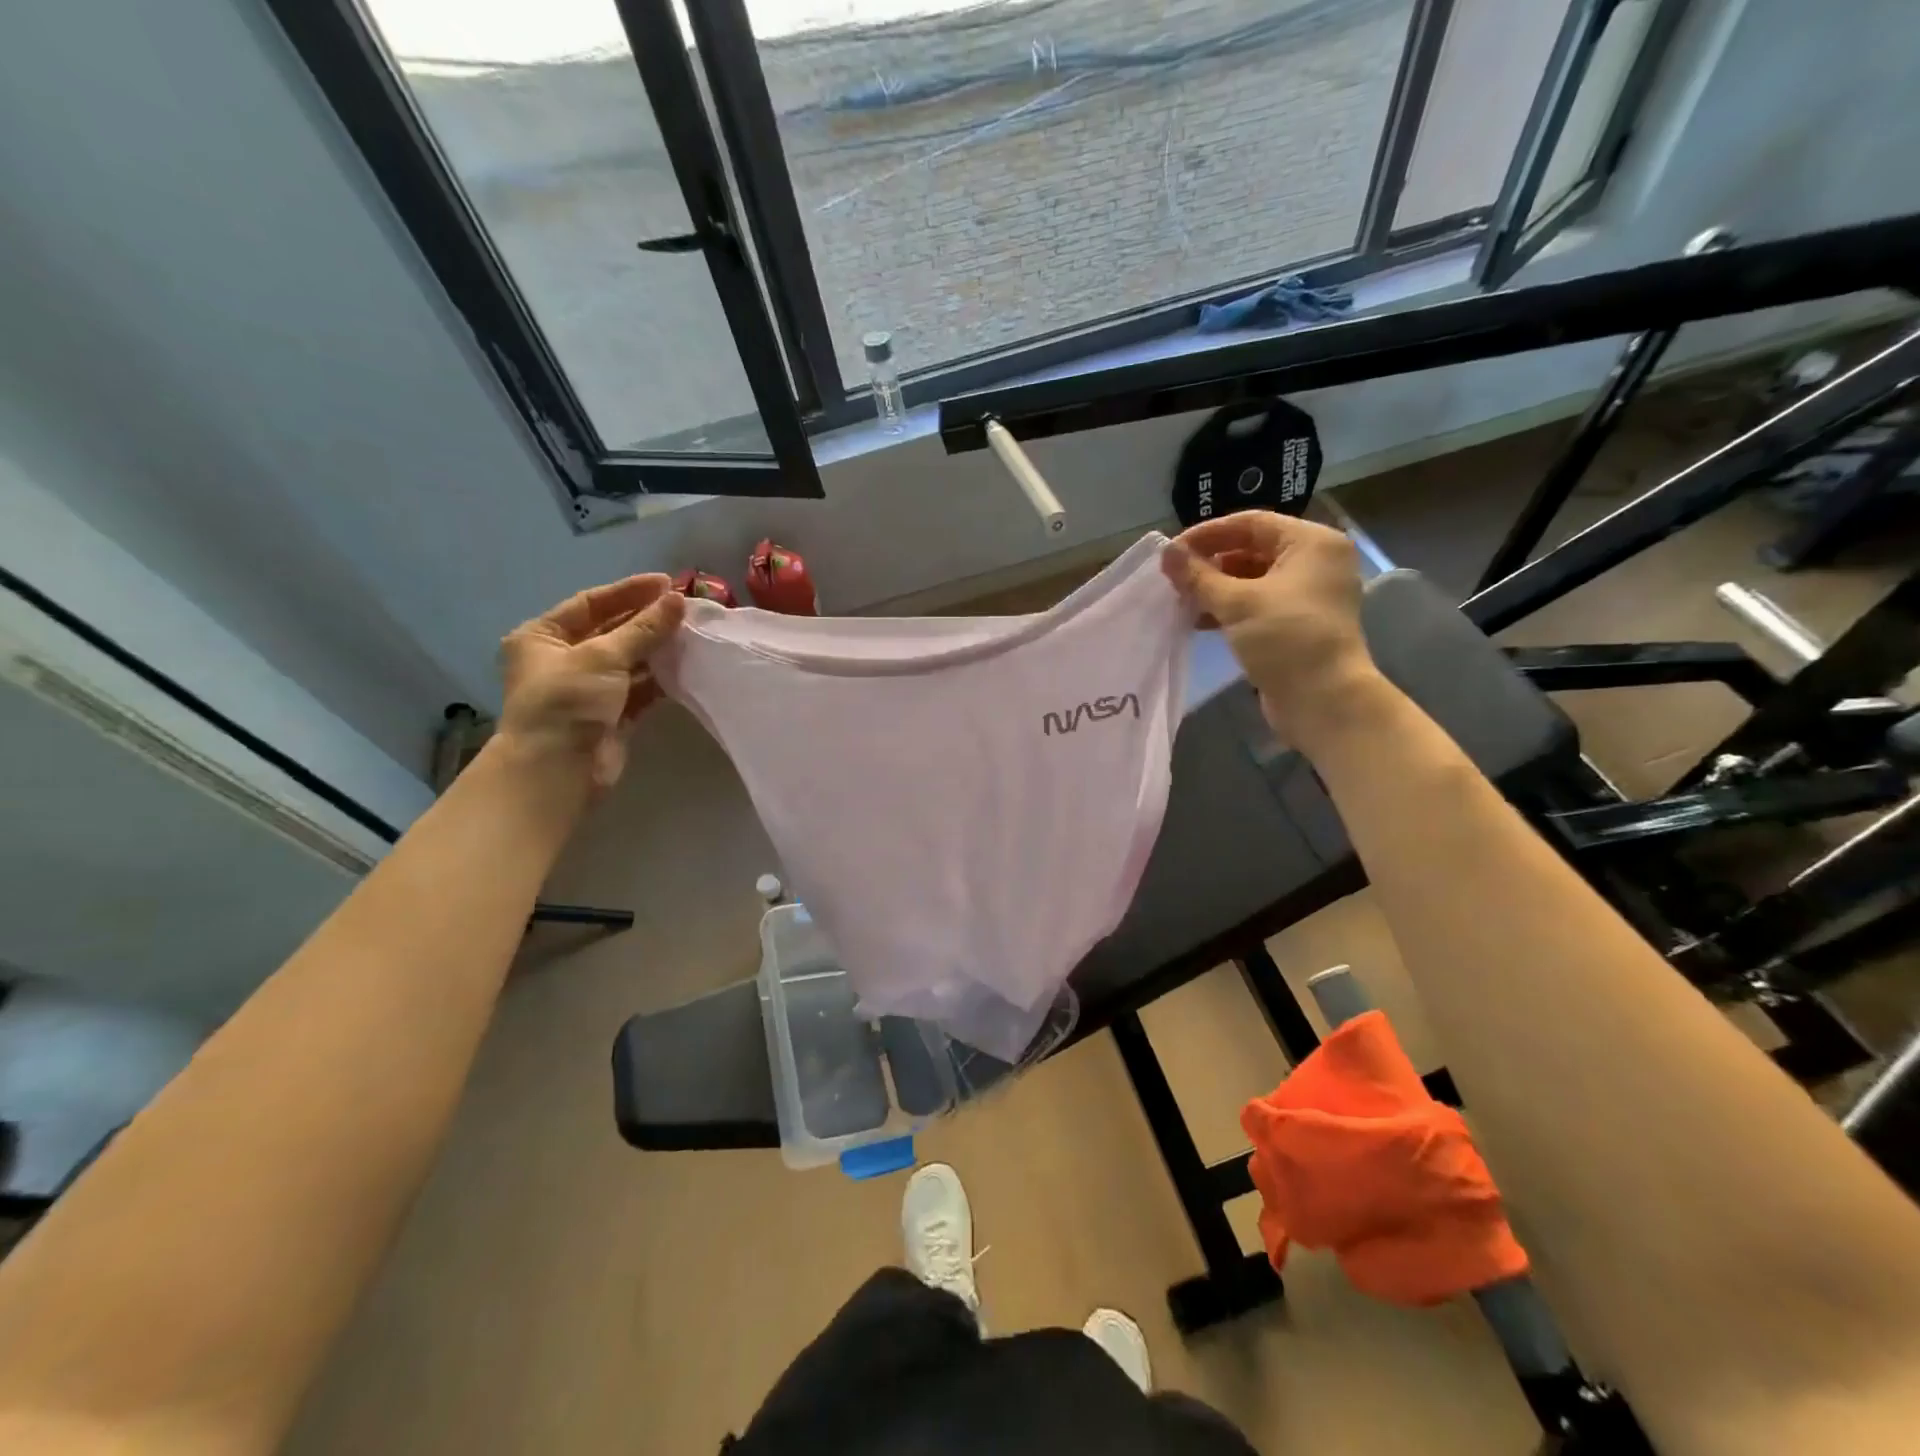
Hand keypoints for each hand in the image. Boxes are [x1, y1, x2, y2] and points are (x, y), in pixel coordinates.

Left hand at [496, 573, 685, 792]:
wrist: (558, 770)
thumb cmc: (568, 701)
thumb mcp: (603, 655)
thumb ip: (644, 628)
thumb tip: (679, 600)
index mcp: (542, 637)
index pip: (590, 603)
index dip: (629, 592)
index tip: (668, 584)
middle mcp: (563, 660)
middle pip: (612, 631)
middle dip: (648, 621)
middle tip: (686, 609)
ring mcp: (588, 689)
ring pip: (629, 661)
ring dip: (658, 649)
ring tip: (693, 635)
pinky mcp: (611, 715)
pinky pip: (640, 689)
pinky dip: (661, 679)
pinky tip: (687, 667)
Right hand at [1162, 512, 1378, 747]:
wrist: (1324, 700)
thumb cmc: (1285, 638)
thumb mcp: (1236, 603)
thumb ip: (1198, 576)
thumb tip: (1166, 552)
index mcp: (1311, 543)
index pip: (1251, 523)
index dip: (1209, 533)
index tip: (1173, 551)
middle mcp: (1315, 562)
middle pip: (1252, 549)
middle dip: (1211, 563)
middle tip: (1174, 577)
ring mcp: (1308, 595)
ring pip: (1252, 579)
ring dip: (1216, 588)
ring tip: (1181, 600)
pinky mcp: (1297, 623)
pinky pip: (1258, 604)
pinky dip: (1229, 608)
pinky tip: (1199, 621)